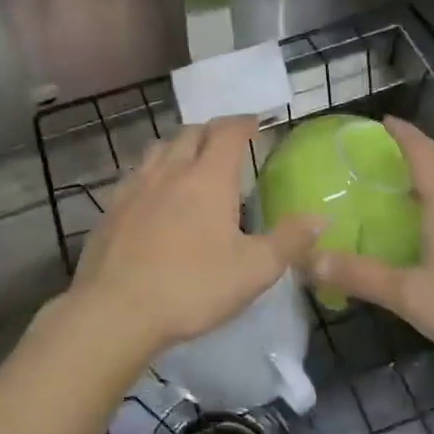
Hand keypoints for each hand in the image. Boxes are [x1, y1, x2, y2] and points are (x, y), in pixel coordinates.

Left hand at [56, 116, 321, 366]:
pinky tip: (154, 194)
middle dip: (212, 131)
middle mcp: (170, 171)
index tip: (255, 123)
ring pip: (159, 148)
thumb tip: (322, 217)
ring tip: (190, 162)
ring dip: (179, 146)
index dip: (243, 122)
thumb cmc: (192, 287)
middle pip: (191, 132)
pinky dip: (152, 172)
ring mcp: (135, 187)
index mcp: (208, 178)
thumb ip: (289, 241)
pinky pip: (135, 174)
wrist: (116, 310)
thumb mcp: (253, 270)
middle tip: (226, 143)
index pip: (227, 132)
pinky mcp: (111, 208)